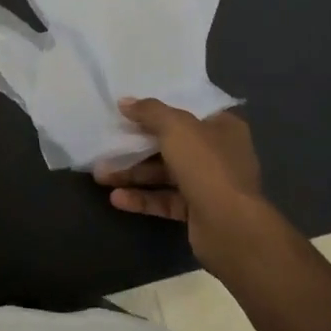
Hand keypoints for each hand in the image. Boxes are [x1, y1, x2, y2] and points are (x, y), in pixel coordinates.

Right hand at [95, 97, 267, 271]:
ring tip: (100, 174)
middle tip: (107, 143)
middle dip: (137, 145)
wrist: (230, 228)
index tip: (131, 107)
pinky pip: (165, 200)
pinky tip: (116, 199)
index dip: (160, 108)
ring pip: (164, 173)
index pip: (188, 111)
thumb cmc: (207, 165)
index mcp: (222, 127)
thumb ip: (149, 111)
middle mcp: (218, 153)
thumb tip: (125, 102)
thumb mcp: (175, 127)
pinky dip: (142, 198)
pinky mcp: (197, 212)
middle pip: (171, 143)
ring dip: (133, 173)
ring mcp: (208, 184)